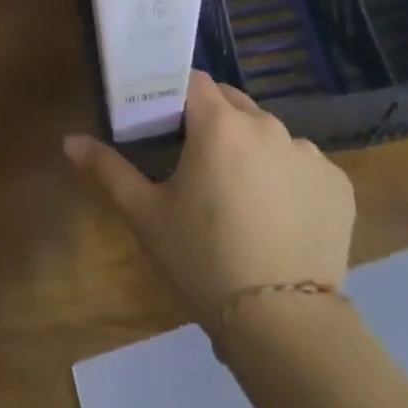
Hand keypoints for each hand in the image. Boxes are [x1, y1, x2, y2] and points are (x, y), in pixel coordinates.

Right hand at [66, 71, 355, 326]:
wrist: (284, 324)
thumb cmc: (203, 260)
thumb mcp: (146, 216)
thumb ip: (107, 170)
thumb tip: (69, 140)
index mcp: (219, 123)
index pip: (193, 82)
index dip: (177, 96)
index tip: (167, 123)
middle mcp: (267, 124)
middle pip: (233, 103)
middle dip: (214, 121)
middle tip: (198, 164)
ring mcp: (309, 152)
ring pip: (270, 135)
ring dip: (253, 150)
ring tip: (241, 197)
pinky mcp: (338, 183)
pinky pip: (305, 166)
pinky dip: (289, 179)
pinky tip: (280, 218)